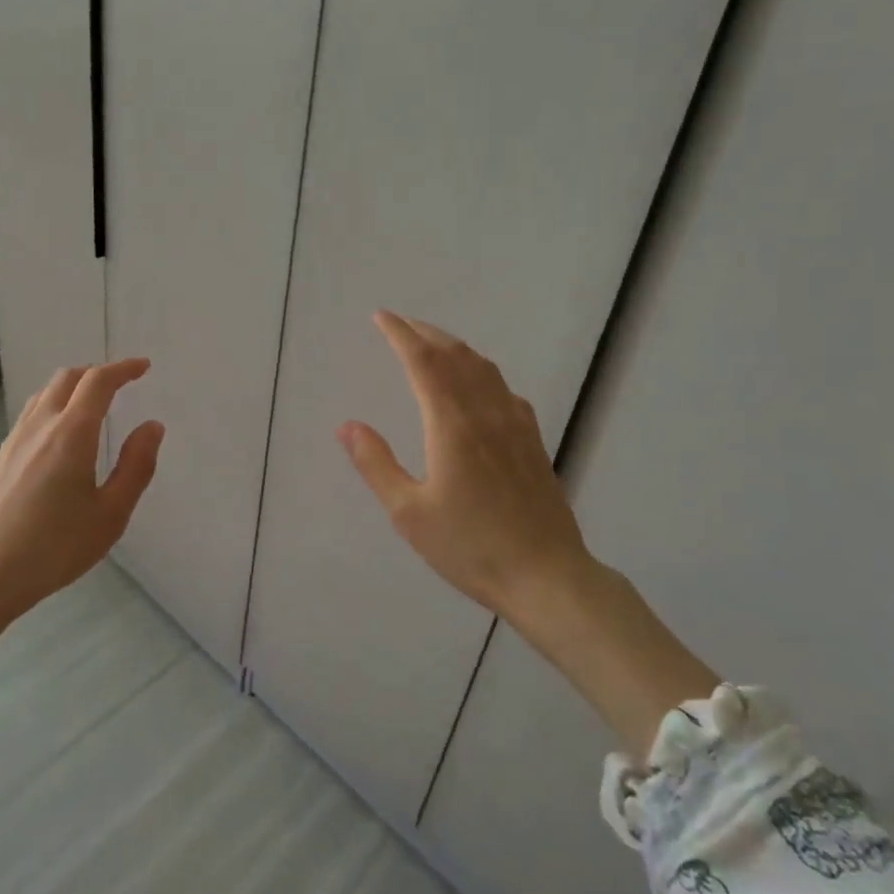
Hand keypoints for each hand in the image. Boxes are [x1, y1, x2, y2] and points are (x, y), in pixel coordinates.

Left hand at [0, 357, 164, 627]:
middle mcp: (39, 427)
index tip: (143, 367)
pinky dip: (52, 410)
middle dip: (96, 373)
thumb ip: (136, 466)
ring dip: (71, 389)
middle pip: (67, 378)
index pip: (98, 382)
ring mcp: (12, 442)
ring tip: (91, 407)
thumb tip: (152, 427)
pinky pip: (29, 418)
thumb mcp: (110, 515)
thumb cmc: (53, 548)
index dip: (123, 369)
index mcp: (71, 433)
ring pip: (43, 396)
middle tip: (120, 384)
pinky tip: (58, 443)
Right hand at [337, 311, 598, 616]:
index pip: (423, 361)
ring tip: (434, 344)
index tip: (381, 317)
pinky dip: (481, 371)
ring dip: (454, 347)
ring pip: (483, 368)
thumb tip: (346, 425)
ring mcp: (515, 424)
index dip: (400, 334)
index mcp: (452, 424)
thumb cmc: (471, 547)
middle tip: (402, 323)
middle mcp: (486, 412)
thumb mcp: (409, 513)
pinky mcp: (533, 440)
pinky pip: (503, 388)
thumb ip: (376, 464)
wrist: (547, 576)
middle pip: (455, 355)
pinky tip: (479, 385)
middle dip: (426, 333)